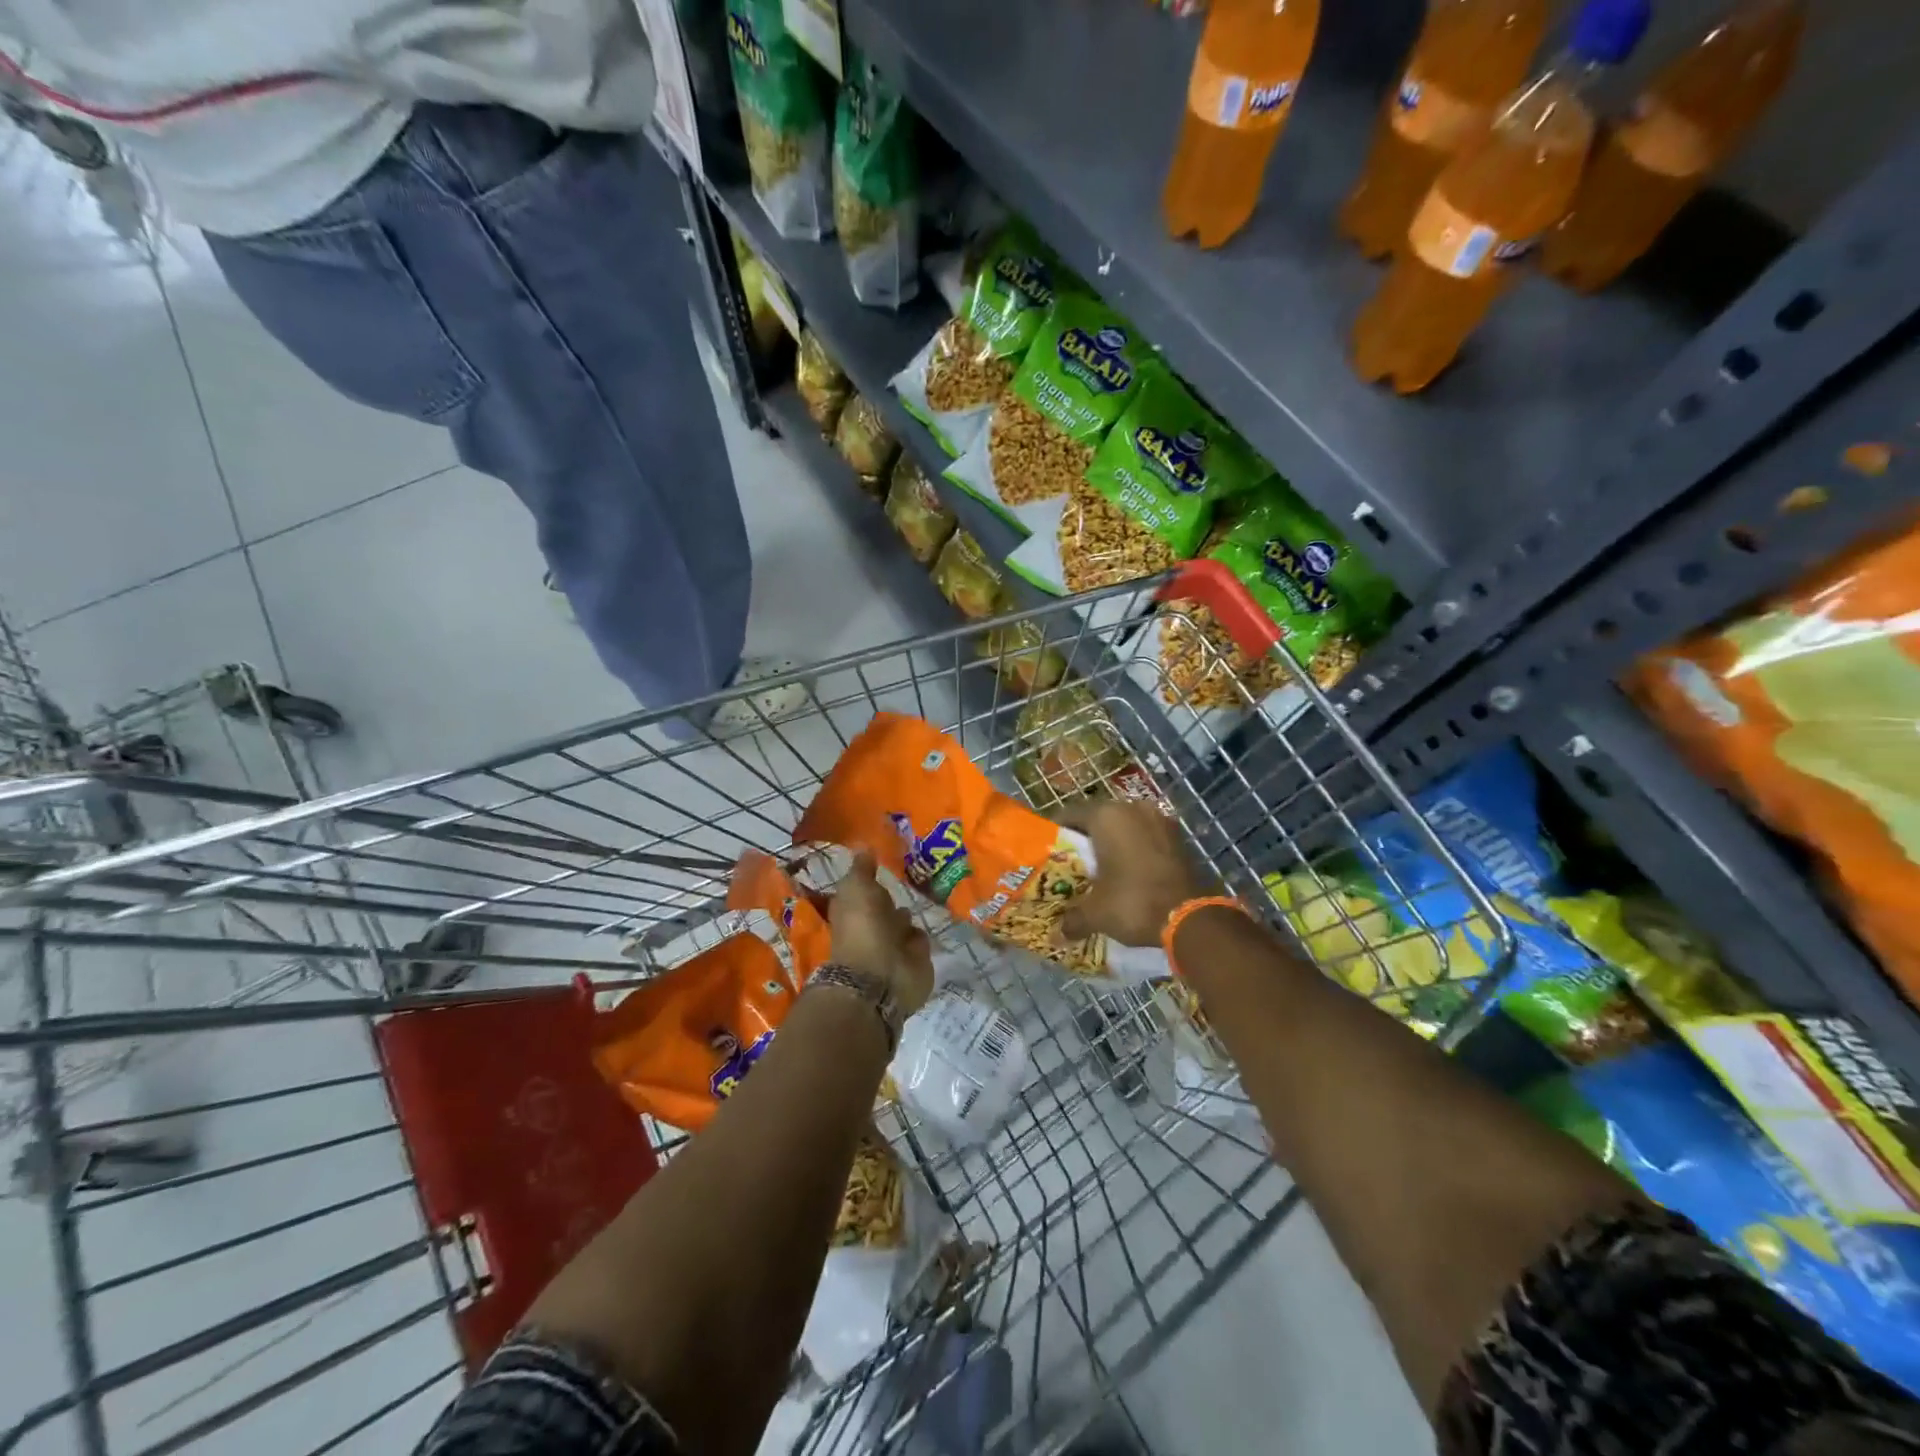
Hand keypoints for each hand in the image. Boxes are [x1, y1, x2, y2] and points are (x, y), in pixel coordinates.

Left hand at [829, 852, 933, 1015]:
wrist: (883, 975)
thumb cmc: (864, 927)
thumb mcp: (857, 888)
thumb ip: (862, 868)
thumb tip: (862, 845)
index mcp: (853, 910)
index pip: (862, 891)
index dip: (870, 880)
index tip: (885, 864)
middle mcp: (871, 927)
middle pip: (884, 909)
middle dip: (893, 899)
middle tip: (912, 880)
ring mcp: (893, 946)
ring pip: (903, 924)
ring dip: (908, 917)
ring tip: (926, 898)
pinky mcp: (915, 960)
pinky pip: (919, 941)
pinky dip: (922, 935)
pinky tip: (932, 920)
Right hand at [1058, 800, 1215, 946]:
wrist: (1189, 917)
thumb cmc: (1133, 902)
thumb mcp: (1095, 913)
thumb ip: (1072, 918)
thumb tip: (1056, 934)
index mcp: (1106, 816)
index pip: (1070, 814)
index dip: (1058, 832)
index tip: (1050, 851)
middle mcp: (1132, 808)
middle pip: (1099, 818)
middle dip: (1087, 839)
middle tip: (1074, 862)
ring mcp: (1159, 820)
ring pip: (1126, 827)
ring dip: (1114, 843)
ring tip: (1103, 869)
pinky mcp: (1178, 836)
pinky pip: (1147, 837)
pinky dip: (1136, 850)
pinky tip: (1130, 873)